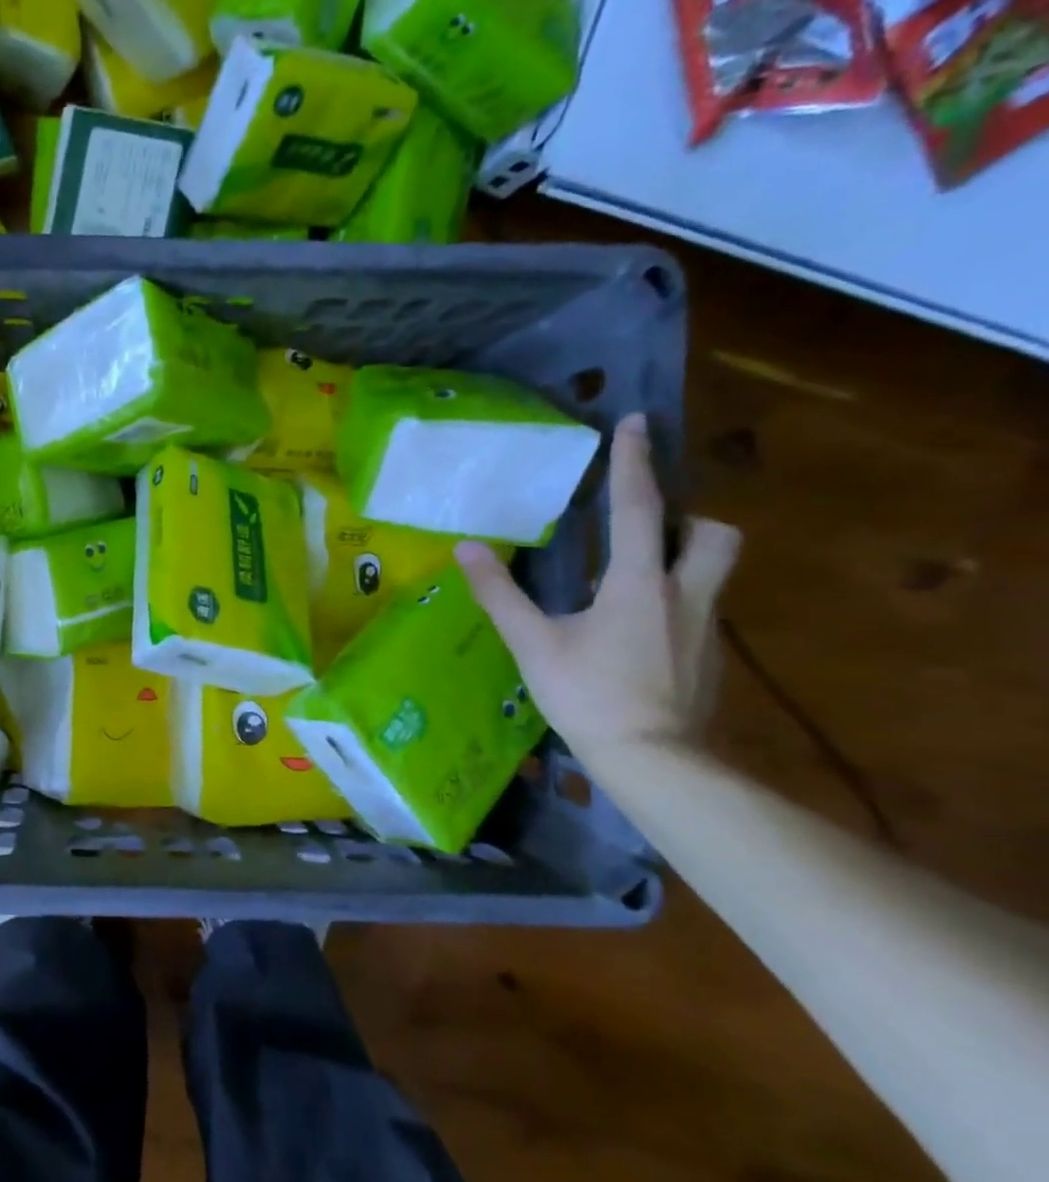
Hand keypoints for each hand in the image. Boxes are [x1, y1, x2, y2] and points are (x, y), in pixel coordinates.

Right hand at [455, 412, 740, 766]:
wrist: (653, 760)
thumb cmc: (589, 695)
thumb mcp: (533, 643)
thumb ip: (500, 593)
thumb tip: (466, 548)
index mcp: (640, 583)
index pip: (640, 508)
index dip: (635, 462)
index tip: (637, 421)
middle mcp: (685, 594)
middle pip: (715, 533)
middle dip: (689, 517)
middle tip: (648, 527)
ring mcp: (704, 628)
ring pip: (715, 571)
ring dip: (686, 557)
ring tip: (638, 575)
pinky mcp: (709, 658)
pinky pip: (699, 609)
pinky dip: (673, 602)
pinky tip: (638, 632)